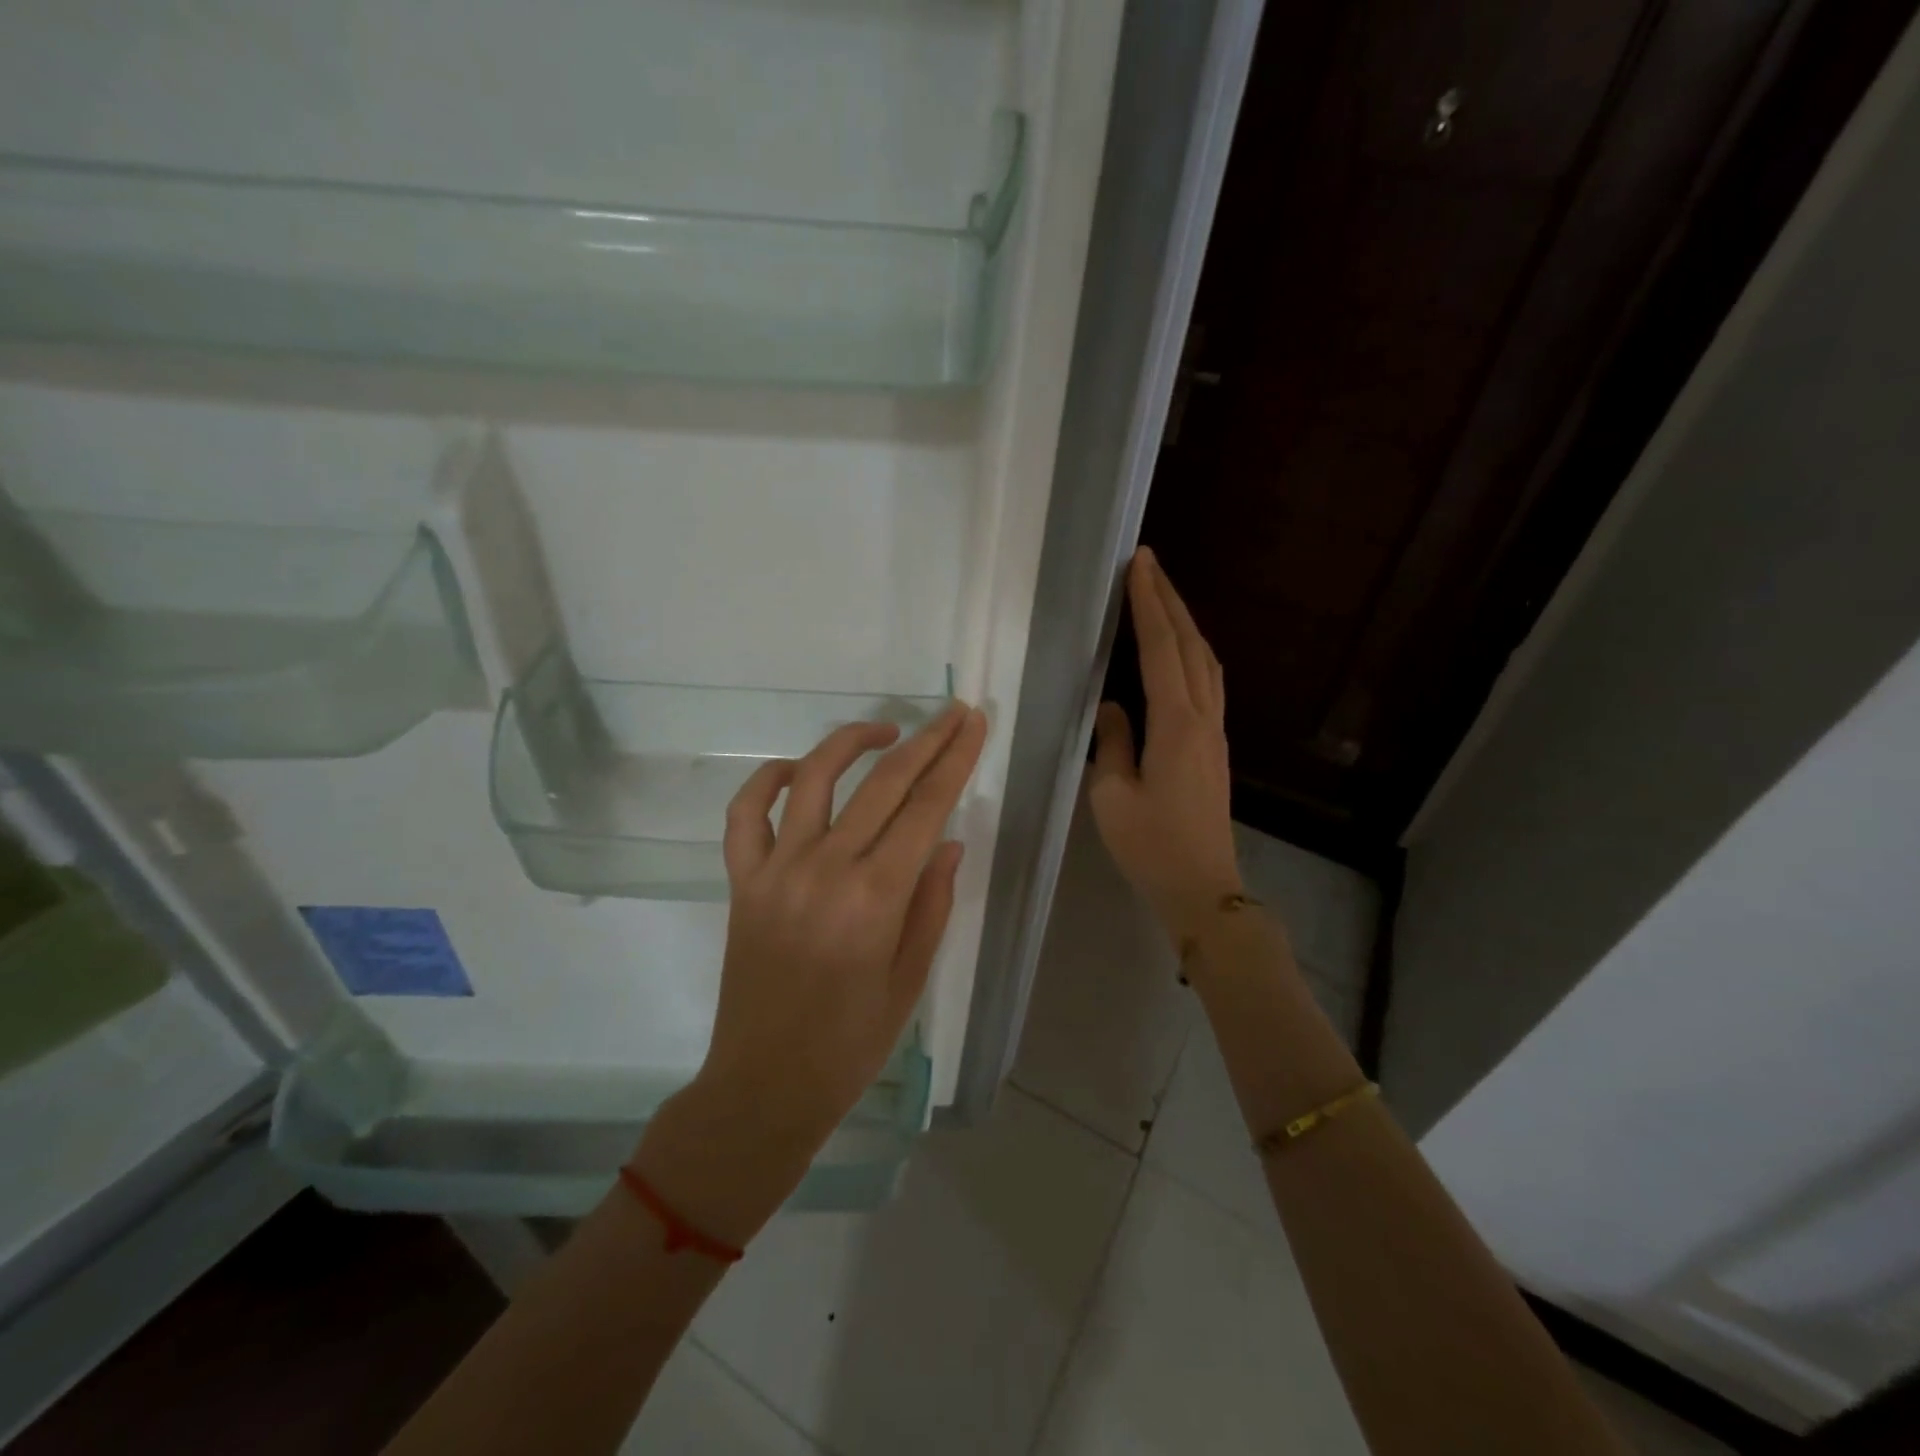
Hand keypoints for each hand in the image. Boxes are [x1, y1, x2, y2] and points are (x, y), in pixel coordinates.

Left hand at [634, 702, 987, 1244]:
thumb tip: (946, 841)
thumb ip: (932, 903)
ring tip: (885, 732)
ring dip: (851, 743)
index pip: (925, 808)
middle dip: (925, 741)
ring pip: (813, 779)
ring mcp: (776, 870)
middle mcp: (825, 870)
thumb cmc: (851, 1044)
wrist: (765, 1086)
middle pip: (882, 784)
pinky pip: (745, 814)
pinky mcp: (743, 881)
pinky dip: (767, 781)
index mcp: (875, 899)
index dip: (955, 760)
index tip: (973, 723)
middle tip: (952, 714)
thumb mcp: (911, 980)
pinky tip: (796, 771)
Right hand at [1090, 548, 1242, 940]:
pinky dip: (1193, 653)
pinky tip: (1182, 651)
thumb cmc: (1151, 846)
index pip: (1161, 650)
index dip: (1149, 605)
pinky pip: (1208, 684)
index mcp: (1176, 725)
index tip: (1139, 566)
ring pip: (1206, 662)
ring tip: (1163, 596)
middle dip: (1169, 601)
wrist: (1204, 888)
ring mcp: (1216, 733)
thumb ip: (1111, 743)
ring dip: (1185, 624)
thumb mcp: (1112, 796)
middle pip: (1190, 646)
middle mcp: (1203, 719)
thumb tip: (1112, 707)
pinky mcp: (1216, 747)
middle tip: (1149, 564)